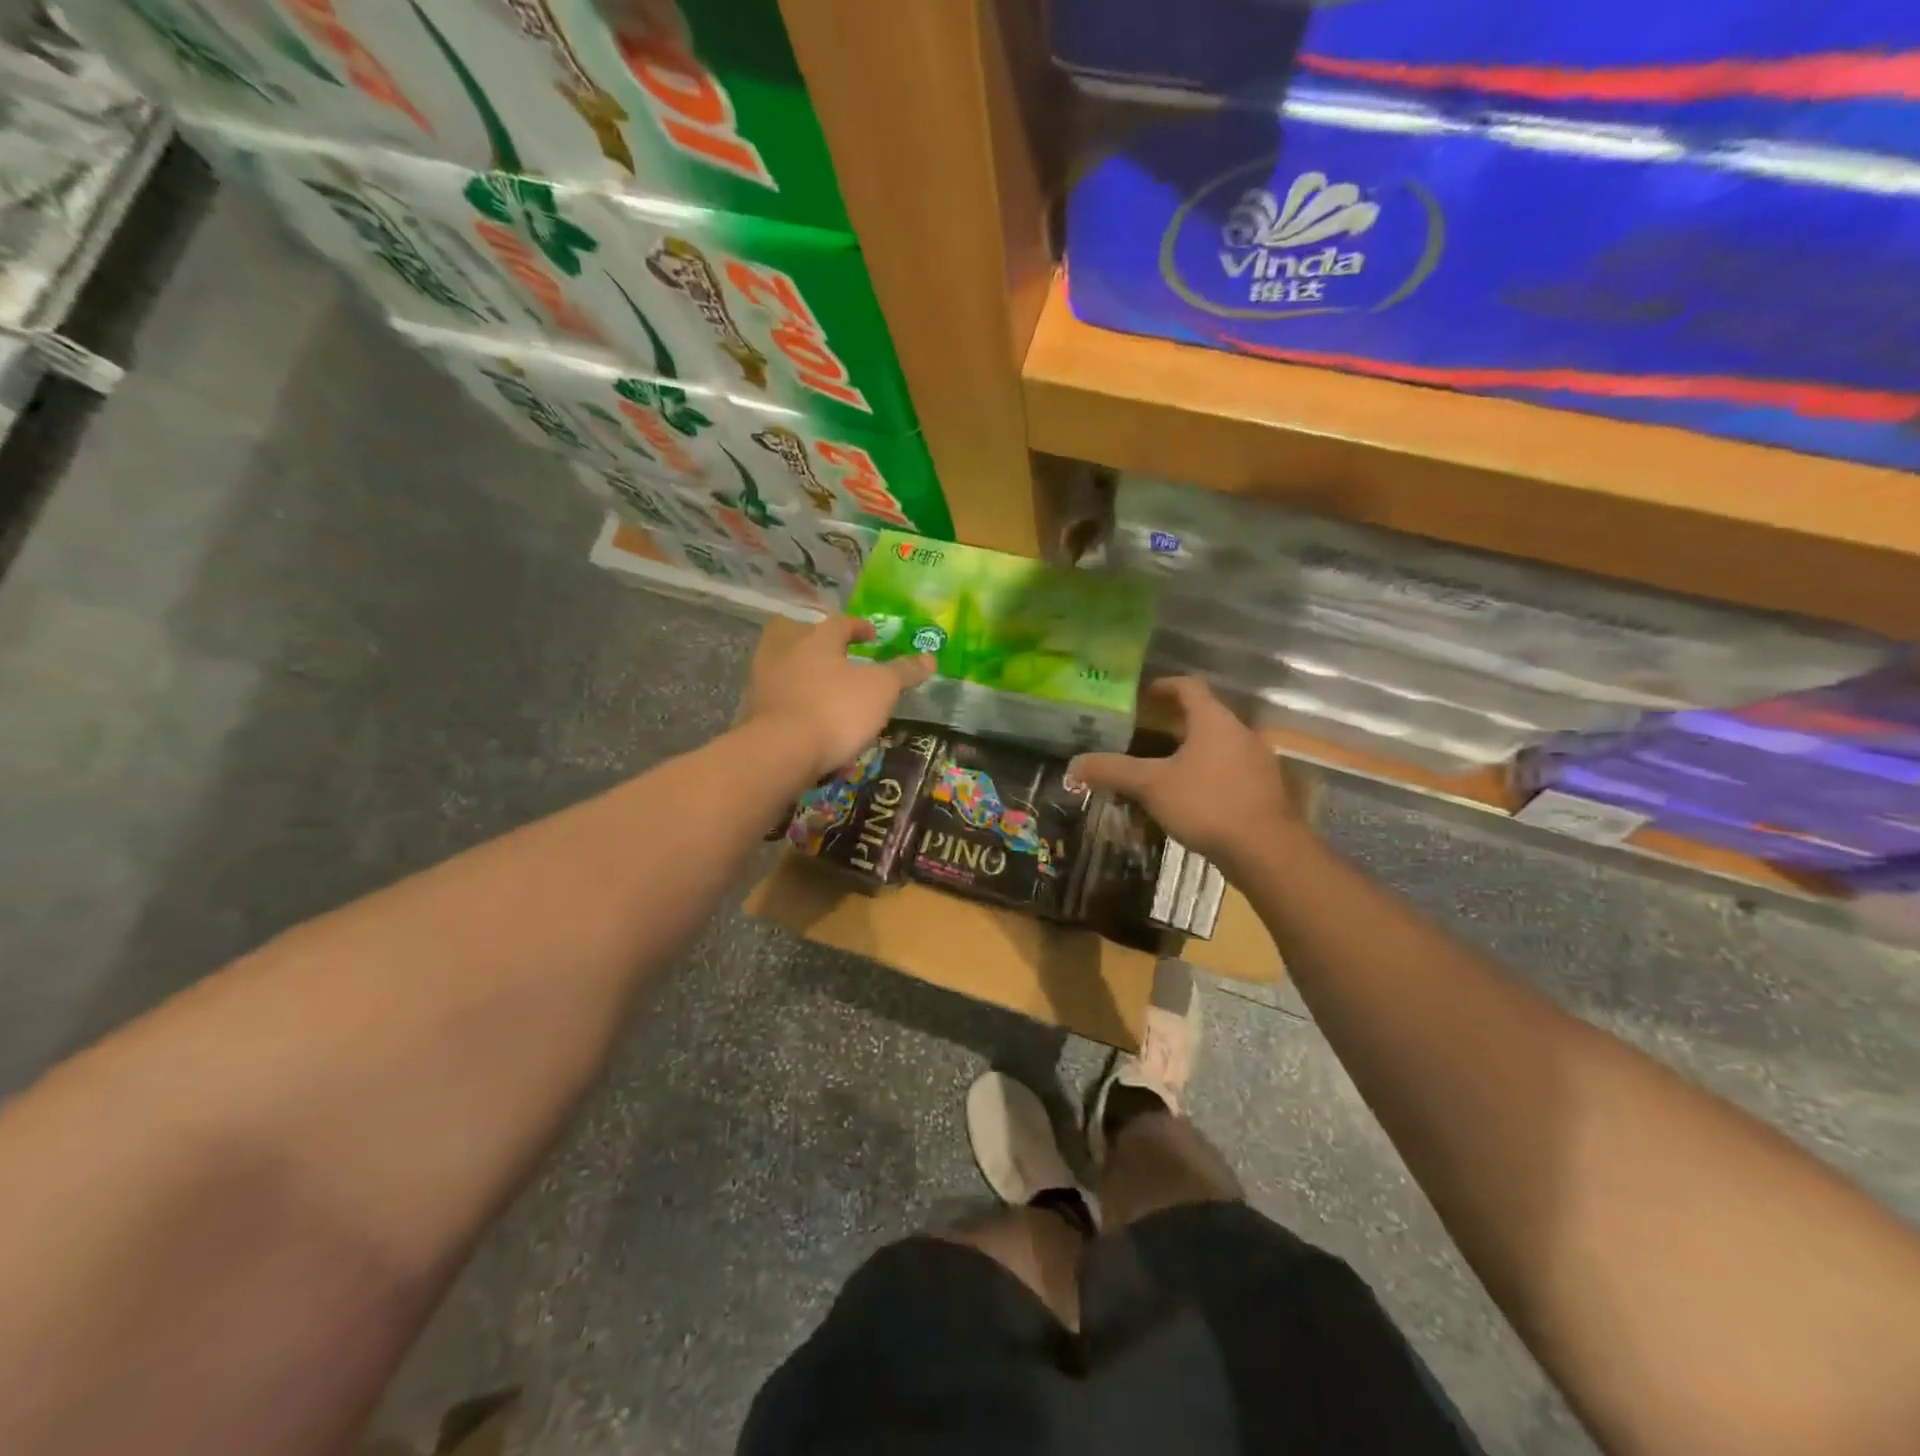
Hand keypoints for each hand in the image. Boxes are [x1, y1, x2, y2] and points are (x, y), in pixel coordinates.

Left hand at [746, 616, 934, 778]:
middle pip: (793, 631)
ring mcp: (763, 680)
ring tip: (818, 683)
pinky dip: (787, 697)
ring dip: (797, 667)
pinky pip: (773, 694)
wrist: (780, 752)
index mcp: (817, 638)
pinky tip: (802, 711)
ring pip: (779, 662)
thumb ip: (903, 672)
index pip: (839, 623)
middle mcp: (784, 651)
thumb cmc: (836, 710)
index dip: (858, 627)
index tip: (871, 635)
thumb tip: (929, 657)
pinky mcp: (751, 710)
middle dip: (811, 637)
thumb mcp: (881, 690)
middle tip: (829, 649)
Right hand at [1069, 677, 1301, 869]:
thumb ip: (1113, 771)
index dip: (1165, 685)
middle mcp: (1241, 734)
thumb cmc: (1207, 804)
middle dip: (1175, 722)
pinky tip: (1191, 798)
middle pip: (1206, 716)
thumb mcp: (1152, 786)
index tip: (1145, 693)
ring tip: (1165, 766)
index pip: (1190, 687)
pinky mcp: (1264, 791)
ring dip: (1193, 750)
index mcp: (1214, 721)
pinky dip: (1208, 774)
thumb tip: (1075, 764)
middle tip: (1146, 732)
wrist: (1267, 851)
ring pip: (1219, 746)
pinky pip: (1230, 771)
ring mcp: (1257, 763)